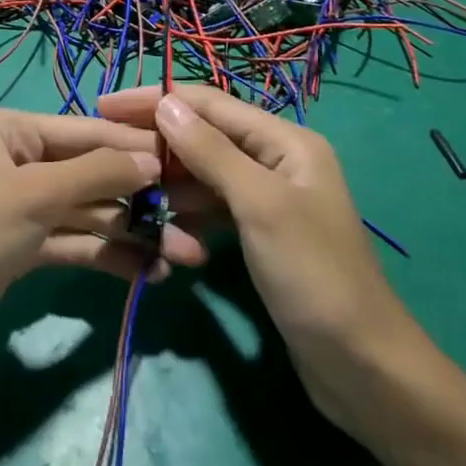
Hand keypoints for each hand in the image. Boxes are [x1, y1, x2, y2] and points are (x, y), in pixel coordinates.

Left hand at [0, 110, 206, 390]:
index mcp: (7, 131)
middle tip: (194, 221)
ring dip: (131, 233)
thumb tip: (153, 160)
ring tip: (185, 256)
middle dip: (138, 199)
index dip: (133, 147)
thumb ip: (97, 174)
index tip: (185, 160)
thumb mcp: (34, 196)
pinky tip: (149, 273)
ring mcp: (18, 207)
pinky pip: (73, 244)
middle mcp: (14, 161)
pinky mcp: (21, 250)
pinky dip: (107, 256)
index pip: (83, 131)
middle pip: (88, 174)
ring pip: (85, 213)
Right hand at [96, 85, 423, 430]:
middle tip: (107, 152)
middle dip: (159, 140)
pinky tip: (160, 225)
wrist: (361, 365)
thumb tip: (164, 103)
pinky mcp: (259, 232)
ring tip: (125, 190)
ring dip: (169, 179)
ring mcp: (268, 198)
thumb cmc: (313, 275)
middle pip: (206, 135)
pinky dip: (187, 211)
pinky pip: (213, 207)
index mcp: (286, 141)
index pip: (210, 104)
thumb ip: (211, 151)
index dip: (156, 99)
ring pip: (206, 173)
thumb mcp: (260, 205)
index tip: (104, 105)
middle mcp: (277, 159)